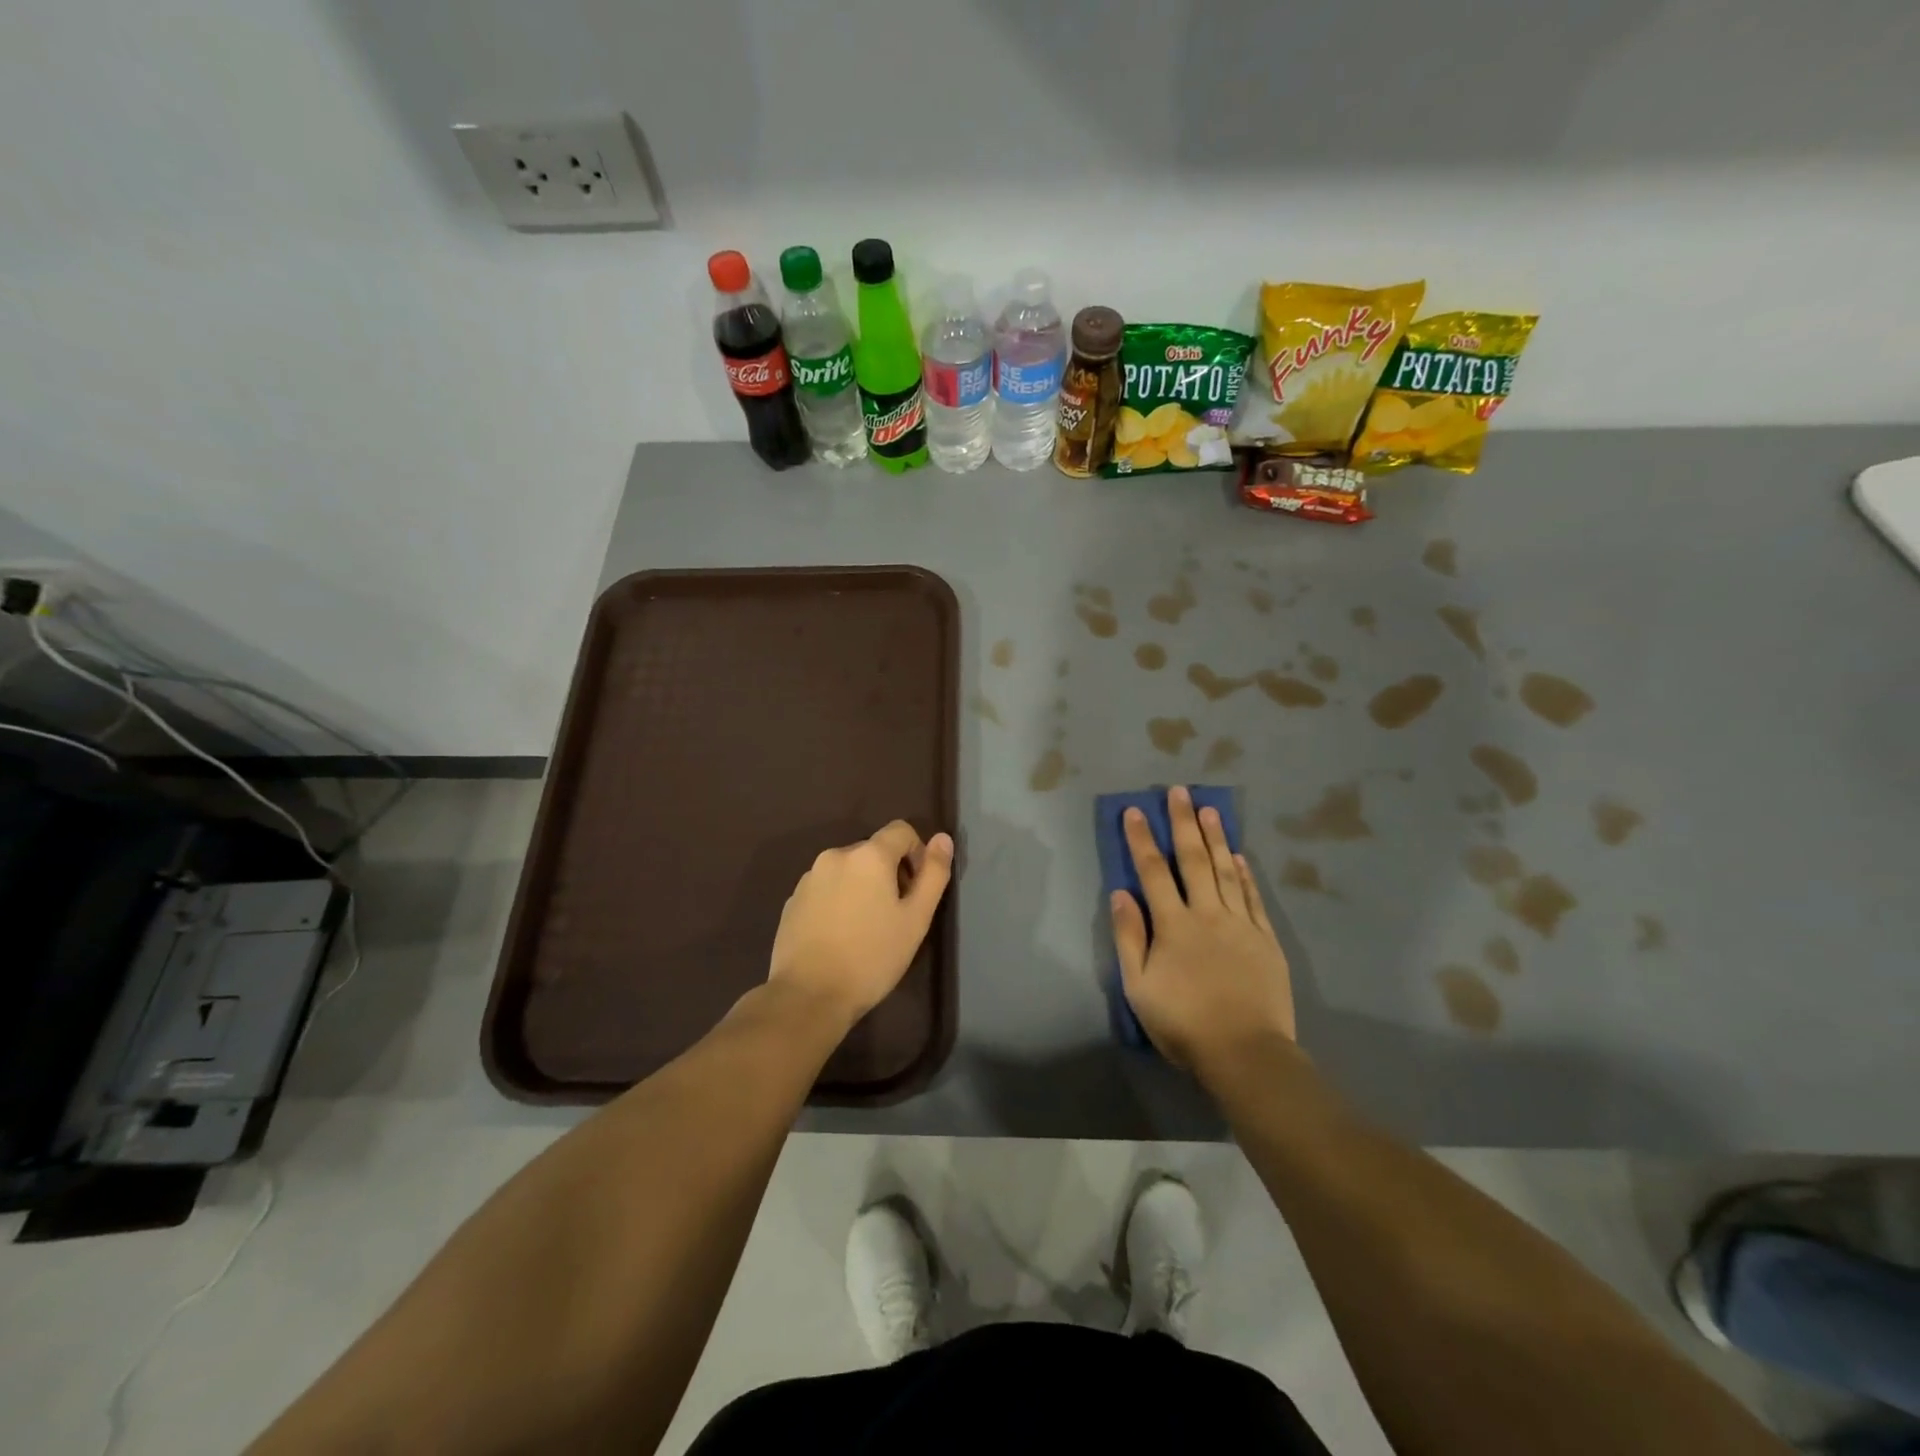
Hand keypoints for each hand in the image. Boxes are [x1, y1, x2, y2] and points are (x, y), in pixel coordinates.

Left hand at [769, 821, 953, 1025]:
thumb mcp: (916, 919)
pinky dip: (838, 901)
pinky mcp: (793, 900)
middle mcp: (835, 855)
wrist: (808, 995)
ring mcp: (809, 878)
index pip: (901, 831)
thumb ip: (933, 874)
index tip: (916, 890)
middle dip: (889, 873)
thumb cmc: (871, 957)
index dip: (917, 854)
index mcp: (869, 855)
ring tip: (866, 929)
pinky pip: (825, 889)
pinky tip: (840, 936)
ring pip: (848, 871)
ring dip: (862, 887)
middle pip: (873, 851)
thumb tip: (943, 838)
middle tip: (895, 916)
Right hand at [1111, 786, 1295, 1073]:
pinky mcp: (1265, 940)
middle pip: (1194, 860)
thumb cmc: (1184, 1023)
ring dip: (1216, 838)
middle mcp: (1207, 914)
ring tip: (1210, 809)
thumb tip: (1121, 893)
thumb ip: (1129, 937)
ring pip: (1227, 871)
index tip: (1134, 811)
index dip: (1142, 839)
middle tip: (1179, 792)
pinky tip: (1240, 856)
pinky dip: (1245, 873)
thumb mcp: (1139, 986)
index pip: (1153, 871)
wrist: (1246, 1053)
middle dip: (1183, 823)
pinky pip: (1253, 897)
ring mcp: (1240, 924)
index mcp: (1173, 925)